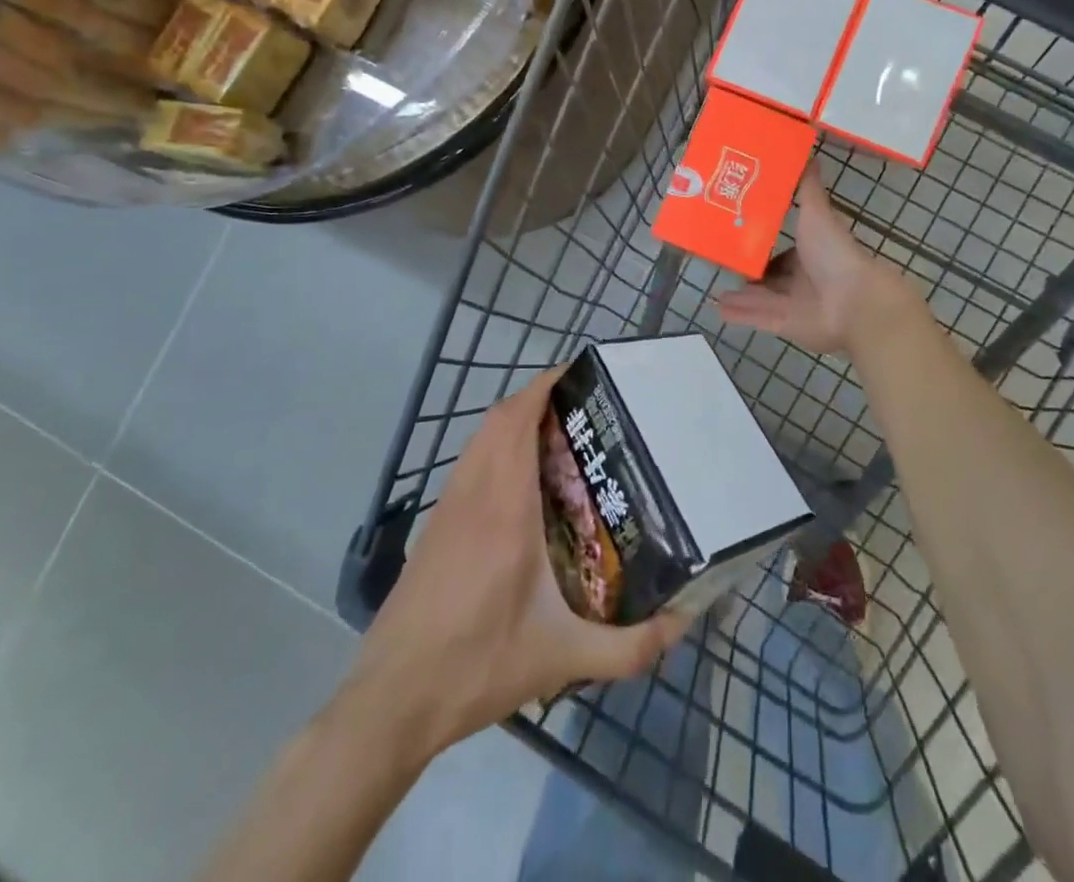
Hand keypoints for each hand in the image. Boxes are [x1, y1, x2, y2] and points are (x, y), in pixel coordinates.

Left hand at [356, 367, 691, 754]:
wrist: (391, 700)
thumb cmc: (477, 666)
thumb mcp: (562, 659)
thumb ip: (629, 647)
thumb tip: (682, 623)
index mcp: (505, 509)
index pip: (518, 421)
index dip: (544, 386)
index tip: (579, 374)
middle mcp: (474, 493)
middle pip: (499, 419)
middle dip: (536, 397)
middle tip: (581, 406)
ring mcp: (448, 507)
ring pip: (479, 438)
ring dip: (513, 420)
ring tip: (558, 434)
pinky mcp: (434, 526)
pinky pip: (468, 463)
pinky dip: (494, 447)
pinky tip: (519, 481)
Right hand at [718, 164, 907, 353]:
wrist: (855, 302)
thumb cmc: (835, 253)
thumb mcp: (818, 213)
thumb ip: (808, 188)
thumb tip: (808, 152)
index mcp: (812, 252)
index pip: (785, 249)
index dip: (764, 242)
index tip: (737, 232)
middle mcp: (804, 278)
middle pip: (771, 276)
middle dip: (749, 272)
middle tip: (720, 261)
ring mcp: (795, 304)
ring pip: (762, 298)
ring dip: (740, 294)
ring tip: (713, 287)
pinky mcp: (786, 325)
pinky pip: (758, 318)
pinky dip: (739, 314)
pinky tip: (716, 309)